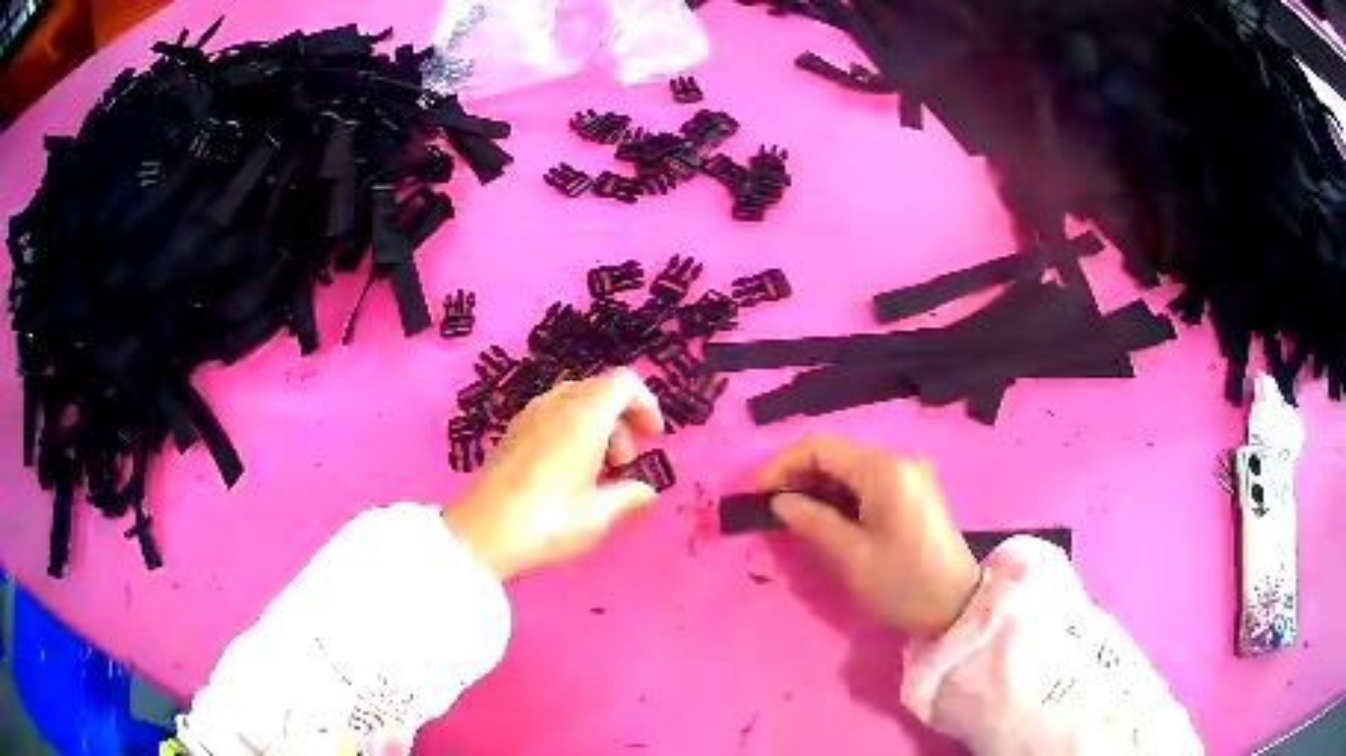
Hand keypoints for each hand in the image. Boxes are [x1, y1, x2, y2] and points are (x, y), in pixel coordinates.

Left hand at [443, 369, 664, 580]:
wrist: (481, 533)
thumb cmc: (547, 521)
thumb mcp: (596, 515)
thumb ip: (628, 496)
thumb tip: (647, 491)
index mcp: (583, 417)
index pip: (623, 383)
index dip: (646, 403)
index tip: (653, 437)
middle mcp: (555, 405)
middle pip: (600, 389)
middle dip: (622, 418)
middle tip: (625, 461)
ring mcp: (529, 415)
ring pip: (575, 400)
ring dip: (596, 424)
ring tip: (597, 469)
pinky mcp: (512, 431)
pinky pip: (552, 413)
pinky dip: (571, 429)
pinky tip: (567, 470)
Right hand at [755, 435, 980, 636]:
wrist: (957, 606)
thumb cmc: (903, 583)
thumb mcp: (851, 557)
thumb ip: (811, 521)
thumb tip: (779, 502)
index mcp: (884, 469)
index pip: (819, 447)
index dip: (780, 465)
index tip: (753, 493)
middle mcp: (898, 460)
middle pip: (835, 454)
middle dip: (796, 475)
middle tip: (766, 507)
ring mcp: (909, 474)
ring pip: (849, 468)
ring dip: (816, 486)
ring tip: (788, 515)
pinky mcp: (913, 491)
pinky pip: (866, 482)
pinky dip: (839, 495)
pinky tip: (822, 516)